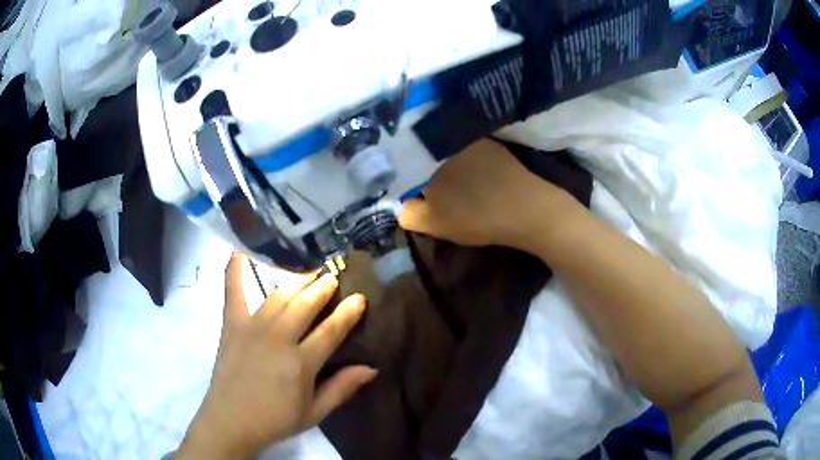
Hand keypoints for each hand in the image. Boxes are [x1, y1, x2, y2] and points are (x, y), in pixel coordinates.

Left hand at [176, 253, 376, 458]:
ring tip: (309, 270)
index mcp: (301, 362)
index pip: (332, 330)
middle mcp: (278, 338)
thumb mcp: (314, 412)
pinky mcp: (232, 325)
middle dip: (323, 287)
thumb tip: (372, 368)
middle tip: (333, 275)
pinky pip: (233, 291)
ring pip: (280, 296)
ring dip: (297, 280)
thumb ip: (342, 389)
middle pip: (306, 305)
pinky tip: (239, 249)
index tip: (359, 297)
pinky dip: (235, 269)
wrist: (230, 421)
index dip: (349, 312)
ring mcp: (252, 327)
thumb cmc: (275, 420)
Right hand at [399, 139, 580, 250]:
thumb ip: (407, 213)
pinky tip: (468, 174)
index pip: (401, 164)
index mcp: (424, 158)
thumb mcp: (432, 223)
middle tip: (423, 188)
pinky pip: (463, 147)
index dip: (399, 179)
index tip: (405, 192)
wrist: (526, 209)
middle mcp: (443, 141)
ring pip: (442, 149)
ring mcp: (468, 138)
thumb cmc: (475, 217)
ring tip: (445, 181)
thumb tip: (400, 202)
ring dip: (439, 162)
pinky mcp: (489, 142)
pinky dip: (459, 158)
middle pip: (421, 153)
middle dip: (418, 168)